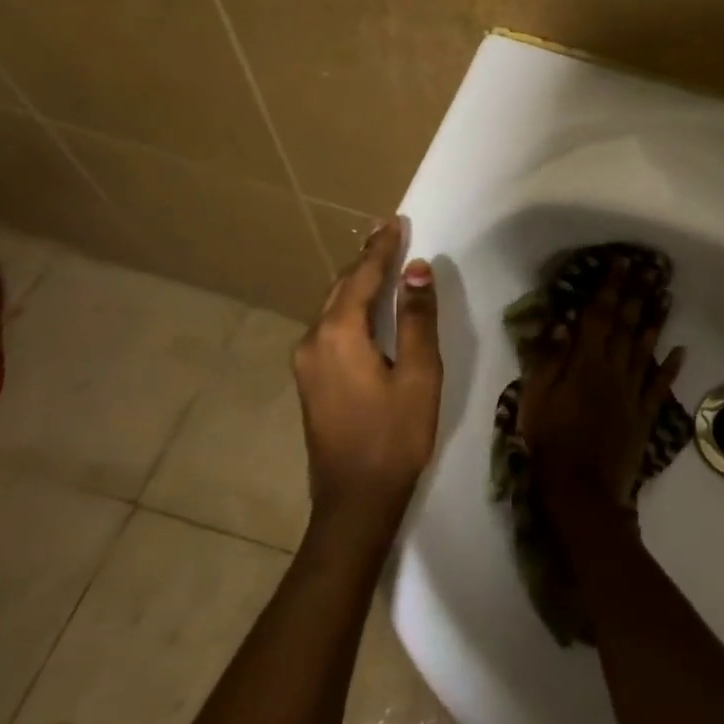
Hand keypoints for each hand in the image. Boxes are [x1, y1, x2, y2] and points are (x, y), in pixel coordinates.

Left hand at [291, 217, 441, 523]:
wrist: (355, 501)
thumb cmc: (395, 435)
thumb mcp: (418, 373)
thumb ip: (416, 317)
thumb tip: (416, 269)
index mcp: (338, 335)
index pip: (361, 277)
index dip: (382, 248)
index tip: (397, 221)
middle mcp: (312, 341)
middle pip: (341, 288)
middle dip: (366, 260)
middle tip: (389, 232)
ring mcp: (306, 362)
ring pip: (333, 307)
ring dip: (357, 282)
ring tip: (381, 260)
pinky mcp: (310, 380)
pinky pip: (330, 327)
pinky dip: (350, 307)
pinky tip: (365, 305)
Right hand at [520, 257, 684, 519]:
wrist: (582, 489)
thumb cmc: (551, 441)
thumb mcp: (535, 399)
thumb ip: (547, 359)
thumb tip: (561, 322)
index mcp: (586, 363)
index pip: (599, 316)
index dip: (610, 287)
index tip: (620, 262)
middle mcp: (614, 370)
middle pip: (626, 326)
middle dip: (636, 295)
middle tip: (649, 269)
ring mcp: (633, 392)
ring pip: (646, 350)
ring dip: (655, 322)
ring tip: (665, 297)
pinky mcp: (644, 415)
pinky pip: (660, 386)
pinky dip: (671, 367)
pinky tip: (681, 350)